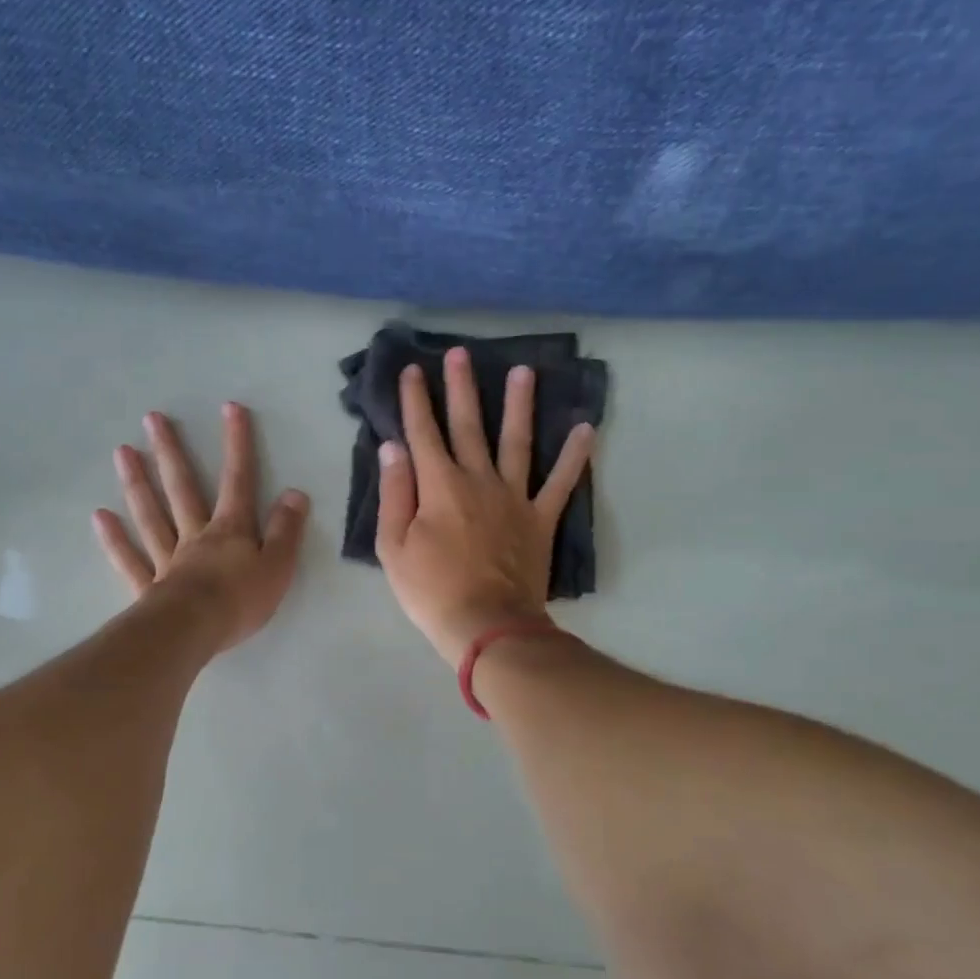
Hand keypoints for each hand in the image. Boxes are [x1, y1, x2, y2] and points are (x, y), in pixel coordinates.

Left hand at [94, 402, 310, 654]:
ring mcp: (167, 559)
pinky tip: (99, 516)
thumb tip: (295, 493)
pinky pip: (129, 559)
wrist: (194, 631)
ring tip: (122, 452)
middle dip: (170, 452)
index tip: (230, 408)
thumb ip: (286, 530)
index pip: (238, 480)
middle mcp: (195, 536)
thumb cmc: (240, 601)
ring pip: (151, 515)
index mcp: (230, 530)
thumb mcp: (278, 566)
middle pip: (182, 488)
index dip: (237, 444)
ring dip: (137, 483)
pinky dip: (114, 539)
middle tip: (152, 419)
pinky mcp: (148, 587)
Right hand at [377, 349, 594, 665]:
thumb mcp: (393, 546)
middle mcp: (478, 479)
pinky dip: (575, 456)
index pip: (422, 432)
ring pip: (517, 441)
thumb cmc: (431, 590)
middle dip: (462, 387)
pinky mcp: (540, 518)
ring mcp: (514, 497)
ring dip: (520, 405)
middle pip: (469, 425)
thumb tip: (394, 447)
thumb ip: (395, 493)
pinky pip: (561, 482)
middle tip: (460, 353)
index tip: (412, 370)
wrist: (487, 625)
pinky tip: (586, 428)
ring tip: (525, 371)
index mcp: (439, 485)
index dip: (415, 400)